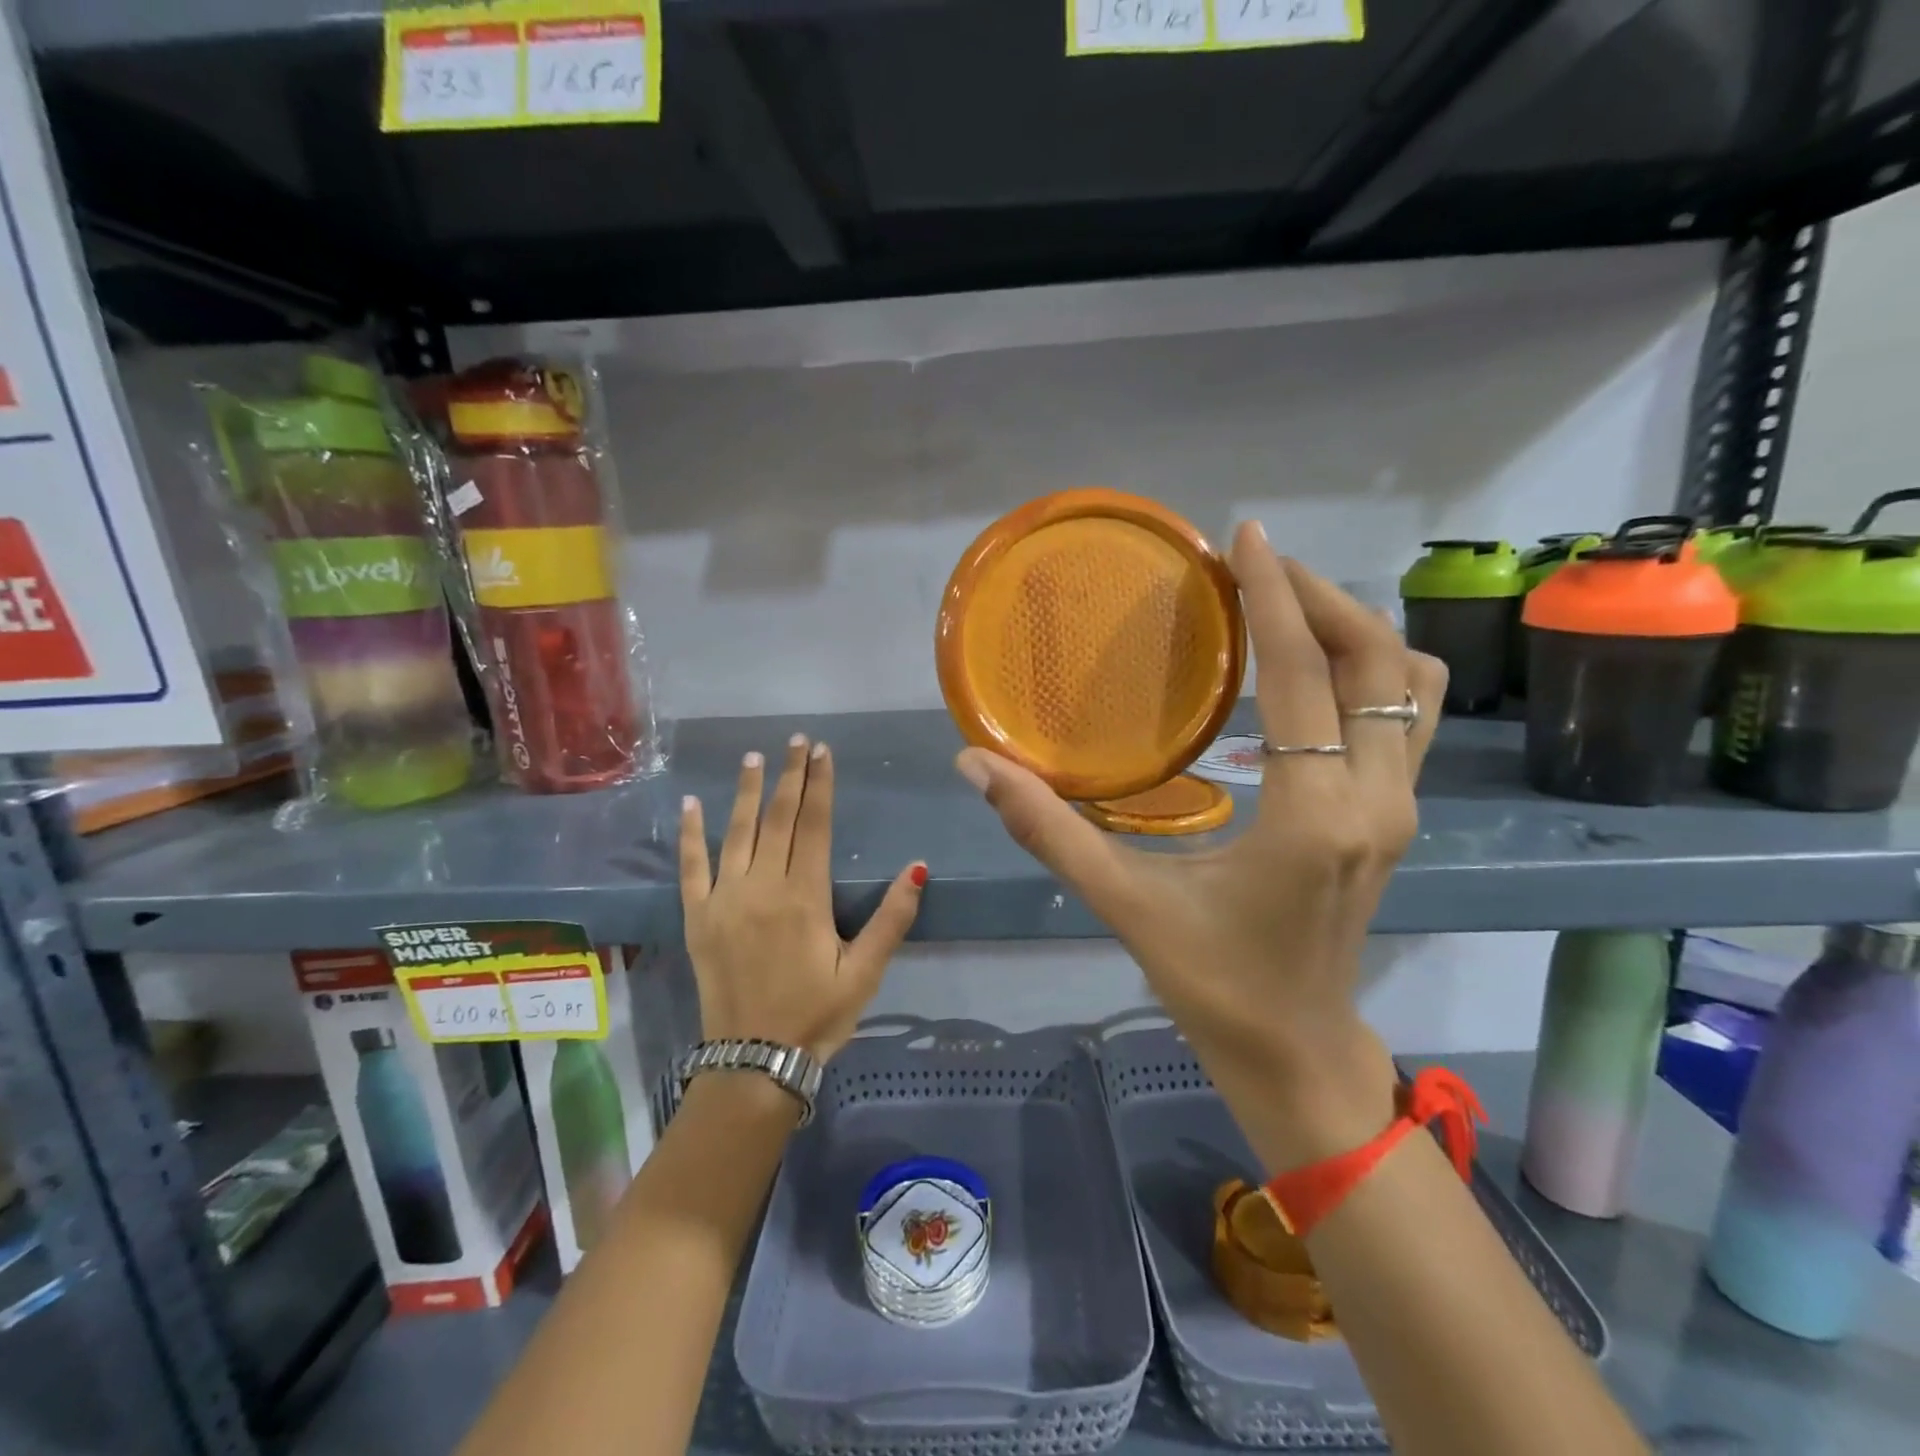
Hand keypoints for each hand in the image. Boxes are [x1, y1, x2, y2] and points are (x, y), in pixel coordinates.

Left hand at [680, 734, 924, 1063]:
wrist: (753, 1062)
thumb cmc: (816, 1015)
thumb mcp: (866, 972)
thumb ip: (891, 919)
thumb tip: (917, 867)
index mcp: (804, 896)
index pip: (814, 825)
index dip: (820, 784)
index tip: (822, 751)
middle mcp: (762, 887)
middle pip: (779, 819)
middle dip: (790, 776)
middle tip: (796, 740)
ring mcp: (725, 899)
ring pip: (737, 832)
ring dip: (747, 792)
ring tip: (754, 757)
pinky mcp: (698, 917)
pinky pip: (691, 867)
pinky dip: (691, 834)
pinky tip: (692, 804)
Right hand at [956, 523, 1446, 1171]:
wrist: (1296, 1051)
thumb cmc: (1213, 983)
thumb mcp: (1125, 904)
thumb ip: (1048, 830)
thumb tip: (975, 765)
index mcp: (1312, 817)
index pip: (1302, 677)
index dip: (1275, 597)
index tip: (1247, 536)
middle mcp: (1375, 800)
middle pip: (1378, 663)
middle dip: (1321, 598)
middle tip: (1257, 568)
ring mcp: (1398, 808)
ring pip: (1408, 687)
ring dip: (1355, 633)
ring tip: (1287, 609)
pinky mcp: (1396, 817)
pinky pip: (1402, 718)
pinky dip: (1367, 674)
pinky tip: (1309, 675)